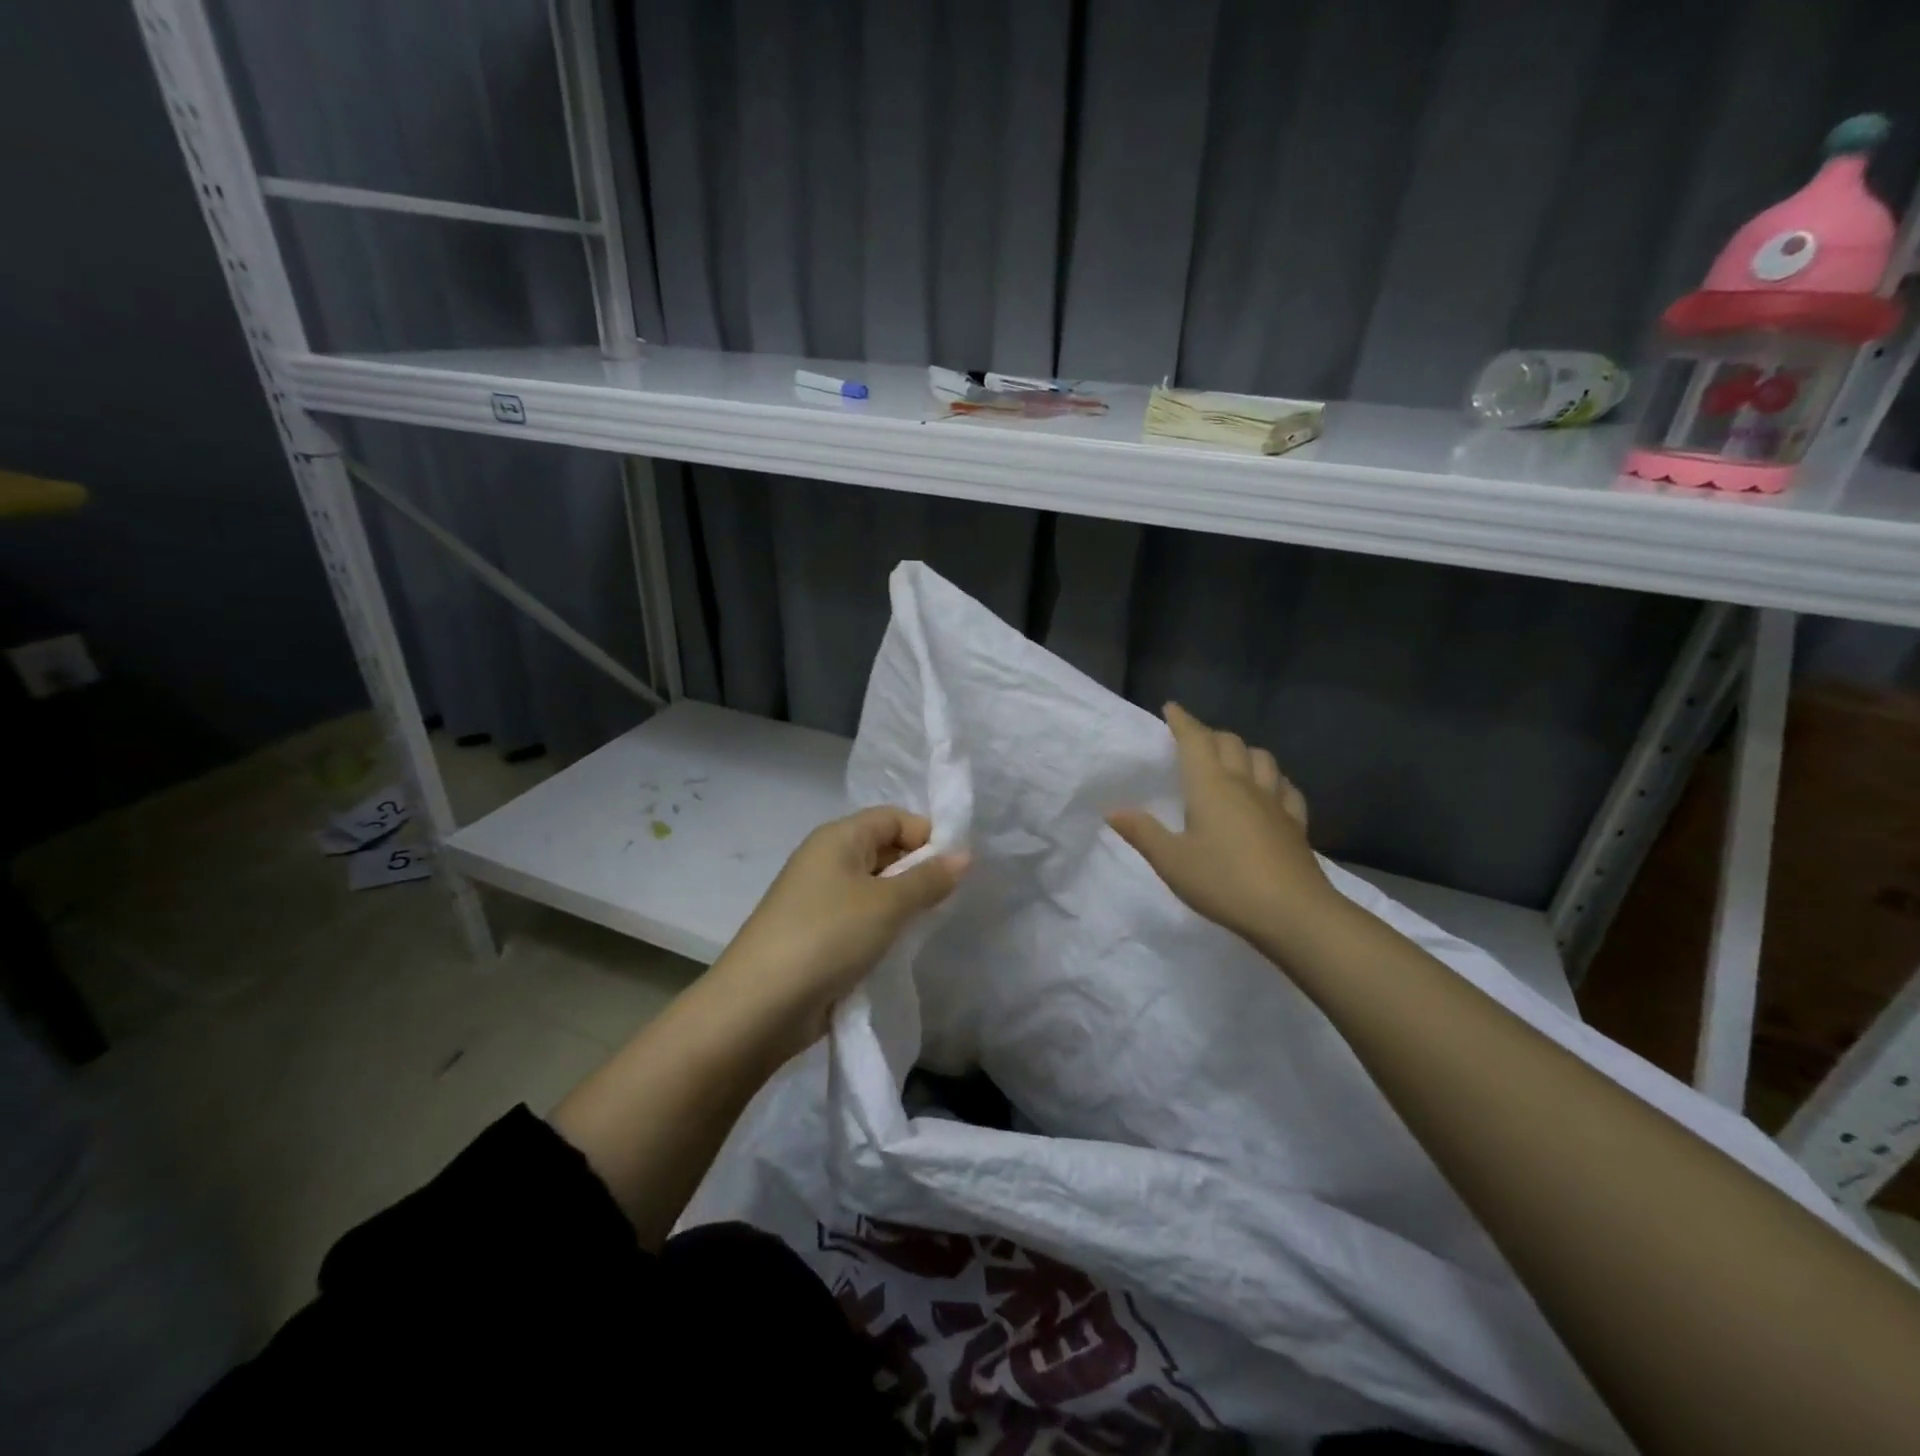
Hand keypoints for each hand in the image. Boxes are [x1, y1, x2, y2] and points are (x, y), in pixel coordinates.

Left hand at [714, 807, 967, 1049]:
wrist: (760, 1005)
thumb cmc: (827, 936)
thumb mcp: (887, 904)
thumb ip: (928, 878)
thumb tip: (964, 855)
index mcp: (838, 838)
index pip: (894, 818)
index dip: (927, 836)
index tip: (958, 868)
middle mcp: (828, 861)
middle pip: (885, 850)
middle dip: (919, 871)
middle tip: (952, 899)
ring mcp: (820, 900)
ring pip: (876, 889)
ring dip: (904, 905)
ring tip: (932, 925)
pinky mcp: (819, 936)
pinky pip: (862, 920)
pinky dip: (885, 929)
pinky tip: (904, 948)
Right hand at [1107, 703, 1333, 953]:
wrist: (1293, 913)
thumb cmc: (1224, 882)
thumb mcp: (1172, 862)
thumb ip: (1142, 833)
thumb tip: (1113, 810)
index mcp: (1210, 785)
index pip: (1195, 740)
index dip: (1182, 721)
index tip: (1171, 708)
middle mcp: (1244, 784)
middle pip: (1230, 743)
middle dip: (1210, 734)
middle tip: (1194, 740)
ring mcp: (1275, 802)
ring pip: (1262, 759)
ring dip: (1244, 751)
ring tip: (1231, 760)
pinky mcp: (1296, 824)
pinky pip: (1286, 789)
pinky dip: (1273, 780)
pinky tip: (1269, 792)